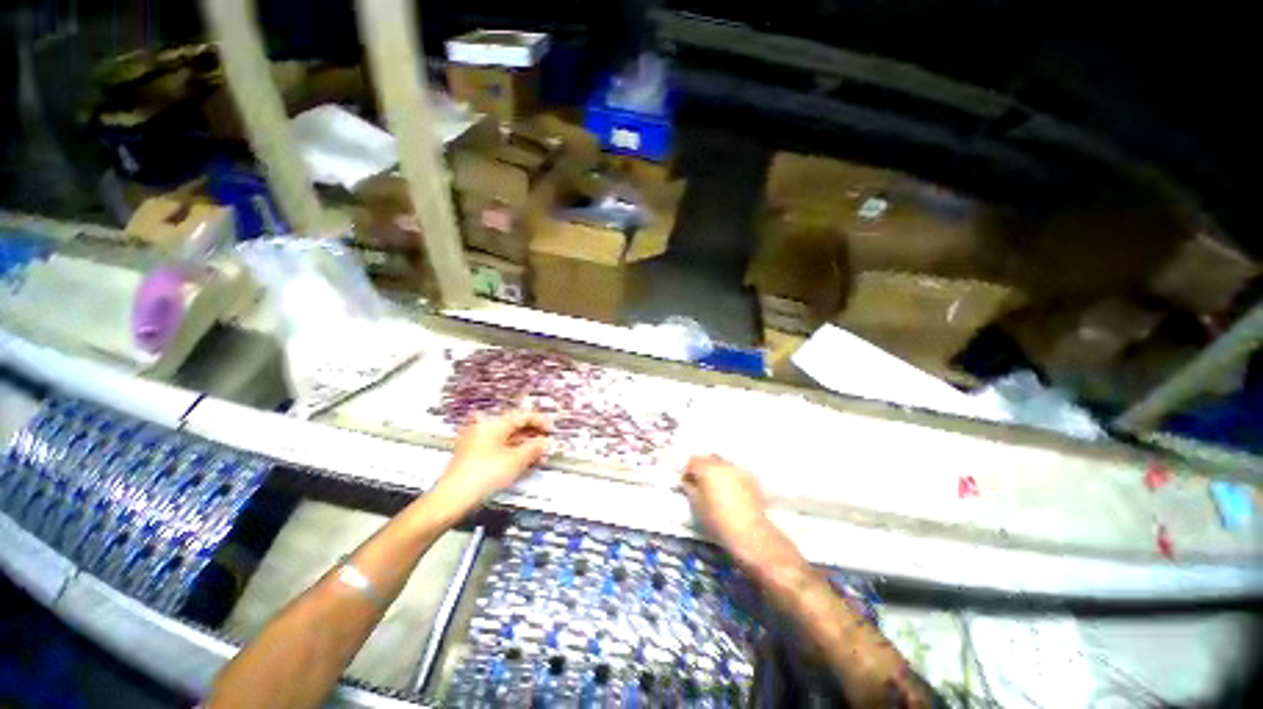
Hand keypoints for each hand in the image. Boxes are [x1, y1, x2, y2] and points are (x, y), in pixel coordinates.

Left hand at [431, 411, 550, 518]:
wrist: (451, 499)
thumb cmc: (483, 476)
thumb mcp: (515, 461)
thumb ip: (534, 448)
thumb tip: (545, 442)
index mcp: (494, 424)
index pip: (522, 416)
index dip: (540, 421)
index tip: (551, 430)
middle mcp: (484, 428)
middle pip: (514, 427)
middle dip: (533, 436)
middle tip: (546, 446)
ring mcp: (477, 442)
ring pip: (507, 439)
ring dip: (524, 447)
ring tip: (538, 458)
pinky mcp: (473, 455)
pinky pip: (498, 448)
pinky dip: (512, 453)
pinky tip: (522, 463)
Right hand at [681, 455, 773, 564]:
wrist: (748, 532)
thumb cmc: (717, 519)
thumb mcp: (696, 504)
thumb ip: (689, 487)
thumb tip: (687, 480)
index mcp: (707, 469)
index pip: (692, 461)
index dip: (687, 471)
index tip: (686, 481)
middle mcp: (722, 464)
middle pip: (707, 459)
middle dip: (701, 468)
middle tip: (699, 483)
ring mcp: (737, 469)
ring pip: (721, 463)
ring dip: (715, 470)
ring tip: (715, 485)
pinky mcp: (750, 477)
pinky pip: (734, 471)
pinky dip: (728, 476)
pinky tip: (729, 489)